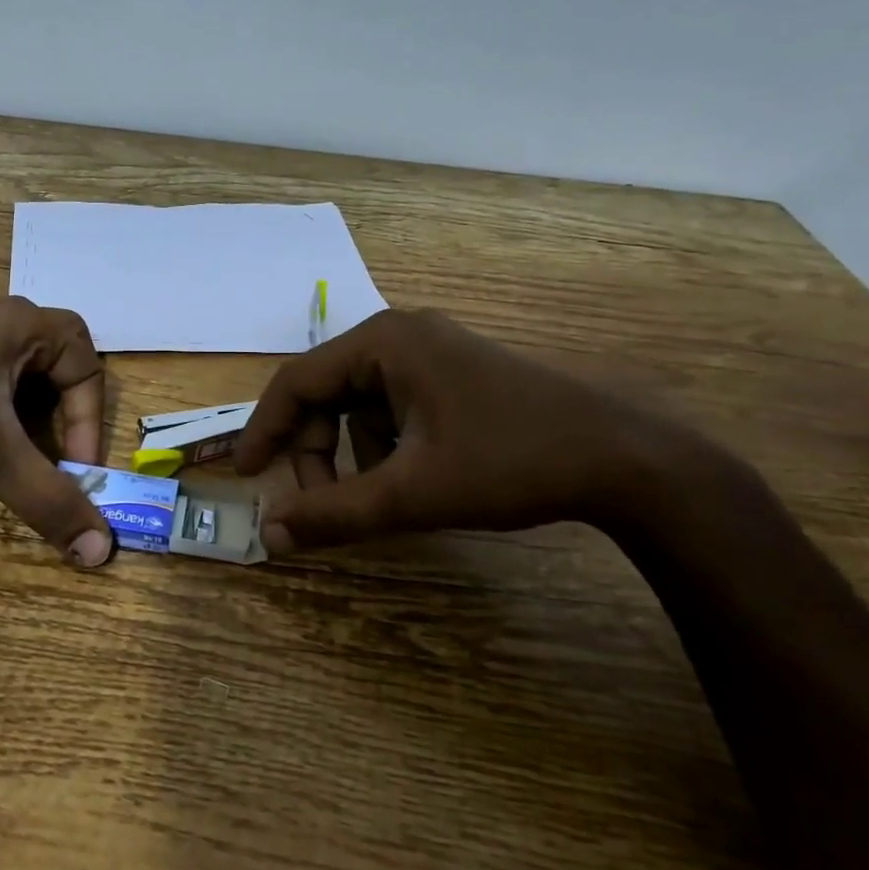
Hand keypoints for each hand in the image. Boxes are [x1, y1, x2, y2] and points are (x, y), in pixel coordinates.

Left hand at [0, 298, 113, 566]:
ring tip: (14, 453)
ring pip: (19, 372)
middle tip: (52, 457)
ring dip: (27, 414)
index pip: (87, 367)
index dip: (90, 421)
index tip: (74, 468)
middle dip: (62, 415)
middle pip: (57, 364)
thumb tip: (100, 550)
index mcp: (25, 323)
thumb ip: (47, 498)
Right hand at [233, 309, 711, 552]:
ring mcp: (432, 350)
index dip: (264, 430)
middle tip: (317, 504)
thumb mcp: (412, 494)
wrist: (623, 459)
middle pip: (327, 392)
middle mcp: (400, 333)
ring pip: (359, 402)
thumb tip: (270, 536)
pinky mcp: (454, 372)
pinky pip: (393, 404)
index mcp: (382, 342)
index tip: (245, 476)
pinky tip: (413, 476)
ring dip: (352, 452)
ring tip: (377, 495)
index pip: (296, 381)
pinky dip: (385, 444)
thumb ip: (335, 514)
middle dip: (315, 450)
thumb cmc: (509, 463)